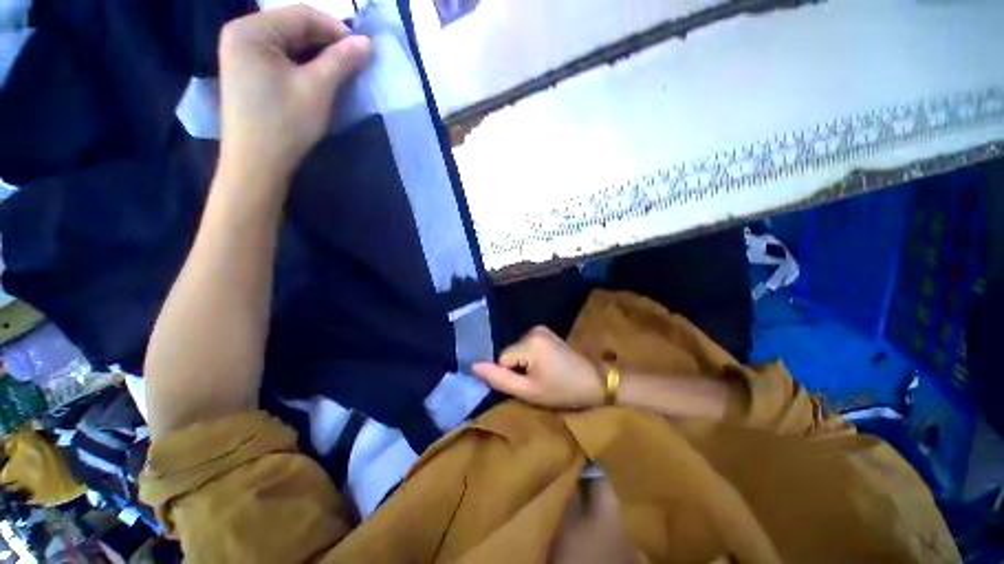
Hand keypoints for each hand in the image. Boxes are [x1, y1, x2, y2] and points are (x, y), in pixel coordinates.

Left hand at [217, 6, 371, 182]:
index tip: (363, 50)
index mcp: (251, 30)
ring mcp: (241, 54)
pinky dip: (304, 65)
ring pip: (289, 44)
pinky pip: (281, 58)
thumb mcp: (317, 89)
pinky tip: (320, 78)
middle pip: (294, 27)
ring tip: (342, 71)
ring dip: (318, 55)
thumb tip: (367, 43)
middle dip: (327, 43)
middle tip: (355, 62)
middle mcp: (241, 34)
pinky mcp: (247, 72)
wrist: (256, 165)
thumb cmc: (284, 124)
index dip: (337, 29)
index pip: (302, 15)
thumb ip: (341, 61)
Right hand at [472, 326, 603, 408]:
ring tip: (543, 374)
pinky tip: (546, 365)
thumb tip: (474, 366)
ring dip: (524, 363)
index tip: (529, 384)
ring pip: (517, 349)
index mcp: (529, 343)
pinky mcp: (546, 331)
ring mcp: (540, 329)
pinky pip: (526, 345)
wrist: (595, 381)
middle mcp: (533, 330)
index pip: (502, 359)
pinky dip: (531, 356)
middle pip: (509, 352)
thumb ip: (500, 379)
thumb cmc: (563, 390)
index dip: (511, 375)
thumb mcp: (529, 392)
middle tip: (537, 381)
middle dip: (518, 368)